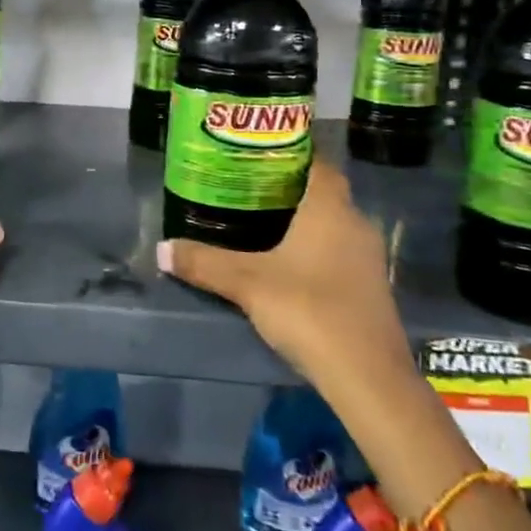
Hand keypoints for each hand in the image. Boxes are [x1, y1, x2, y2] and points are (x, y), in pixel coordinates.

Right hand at [157, 157, 415, 412]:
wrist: (367, 377)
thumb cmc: (308, 310)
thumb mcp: (247, 283)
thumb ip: (204, 263)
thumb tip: (161, 248)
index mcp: (330, 209)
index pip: (317, 163)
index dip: (291, 153)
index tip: (258, 153)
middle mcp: (355, 224)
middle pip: (323, 193)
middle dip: (288, 188)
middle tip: (247, 187)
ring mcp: (368, 258)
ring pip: (332, 224)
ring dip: (302, 221)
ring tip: (259, 223)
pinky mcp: (369, 287)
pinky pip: (338, 251)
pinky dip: (313, 248)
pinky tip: (286, 263)